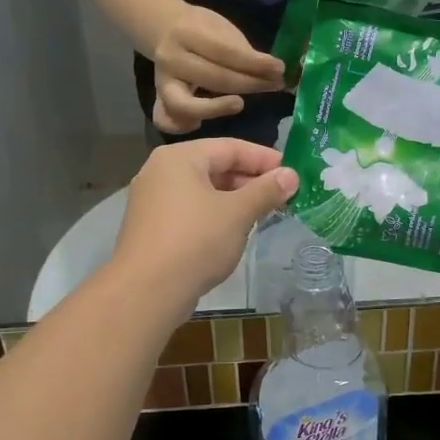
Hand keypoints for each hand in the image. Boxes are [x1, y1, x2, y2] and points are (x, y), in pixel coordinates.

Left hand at [113, 139, 298, 309]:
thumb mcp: (237, 213)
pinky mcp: (152, 226)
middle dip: (250, 180)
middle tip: (283, 195)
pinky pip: (191, 210)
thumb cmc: (196, 241)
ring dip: (235, 199)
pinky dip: (215, 214)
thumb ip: (266, 190)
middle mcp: (161, 171)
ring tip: (265, 213)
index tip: (293, 173)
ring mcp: (152, 200)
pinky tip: (235, 230)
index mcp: (179, 157)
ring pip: (203, 190)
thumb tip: (292, 175)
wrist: (147, 291)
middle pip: (215, 166)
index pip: (230, 147)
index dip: (265, 159)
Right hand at [150, 7, 286, 134]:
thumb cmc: (202, 30)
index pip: (226, 52)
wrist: (164, 29)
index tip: (280, 69)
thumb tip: (275, 73)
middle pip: (214, 78)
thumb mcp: (222, 29)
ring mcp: (162, 81)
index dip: (255, 63)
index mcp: (188, 33)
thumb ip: (243, 51)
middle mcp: (171, 59)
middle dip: (249, 84)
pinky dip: (183, 126)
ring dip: (217, 109)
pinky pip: (166, 120)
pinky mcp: (159, 99)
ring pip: (185, 105)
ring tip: (240, 104)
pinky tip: (202, 124)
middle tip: (274, 86)